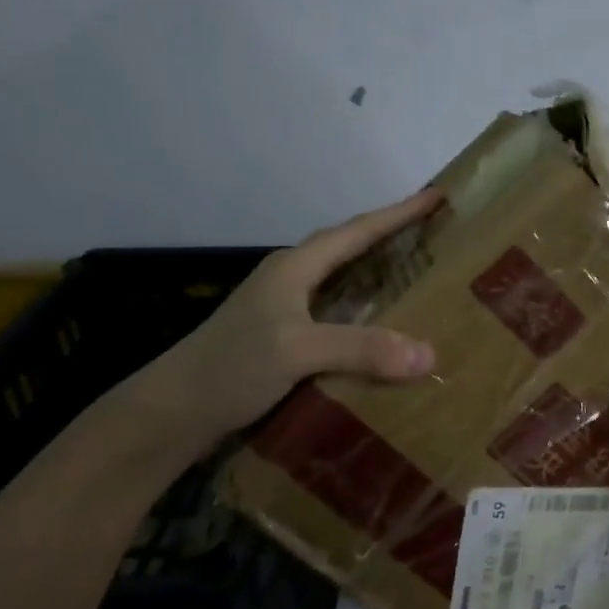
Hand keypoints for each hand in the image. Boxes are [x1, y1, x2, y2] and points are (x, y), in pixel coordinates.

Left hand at [132, 189, 442, 454]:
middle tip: (432, 233)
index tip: (436, 196)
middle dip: (390, 236)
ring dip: (376, 273)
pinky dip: (363, 312)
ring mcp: (283, 309)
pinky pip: (335, 312)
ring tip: (416, 276)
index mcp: (295, 268)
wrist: (172, 412)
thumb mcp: (297, 351)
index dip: (398, 213)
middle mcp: (290, 280)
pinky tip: (379, 330)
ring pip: (341, 280)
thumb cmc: (230, 367)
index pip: (357, 231)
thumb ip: (361, 349)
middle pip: (348, 247)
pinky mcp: (281, 337)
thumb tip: (428, 354)